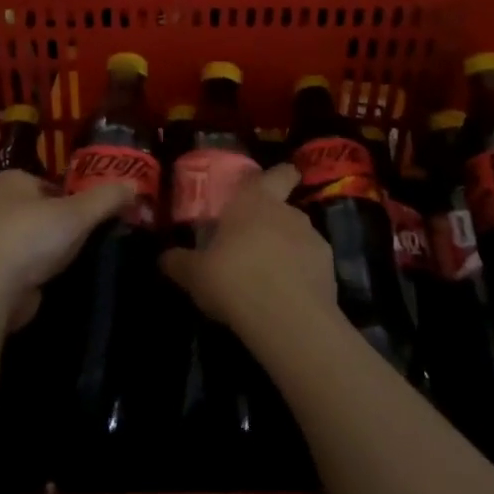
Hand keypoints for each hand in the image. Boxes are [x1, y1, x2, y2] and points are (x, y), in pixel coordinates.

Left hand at [0, 169, 129, 329]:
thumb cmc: (31, 236)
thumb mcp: (77, 213)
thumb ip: (107, 198)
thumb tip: (136, 185)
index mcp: (11, 180)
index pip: (50, 183)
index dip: (73, 196)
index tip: (93, 214)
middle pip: (39, 210)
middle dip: (60, 224)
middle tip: (89, 237)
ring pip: (29, 240)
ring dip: (47, 251)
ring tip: (75, 261)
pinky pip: (20, 268)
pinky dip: (35, 273)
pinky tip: (53, 282)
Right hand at [160, 164, 335, 334]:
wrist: (288, 319)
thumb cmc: (234, 279)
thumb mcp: (195, 274)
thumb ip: (180, 262)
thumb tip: (163, 258)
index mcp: (255, 201)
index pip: (276, 174)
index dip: (278, 176)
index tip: (276, 181)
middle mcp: (287, 212)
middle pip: (286, 206)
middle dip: (275, 218)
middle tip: (257, 238)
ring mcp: (313, 239)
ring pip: (299, 237)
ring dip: (288, 249)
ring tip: (270, 276)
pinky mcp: (330, 271)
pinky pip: (311, 266)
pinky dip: (302, 276)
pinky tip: (287, 298)